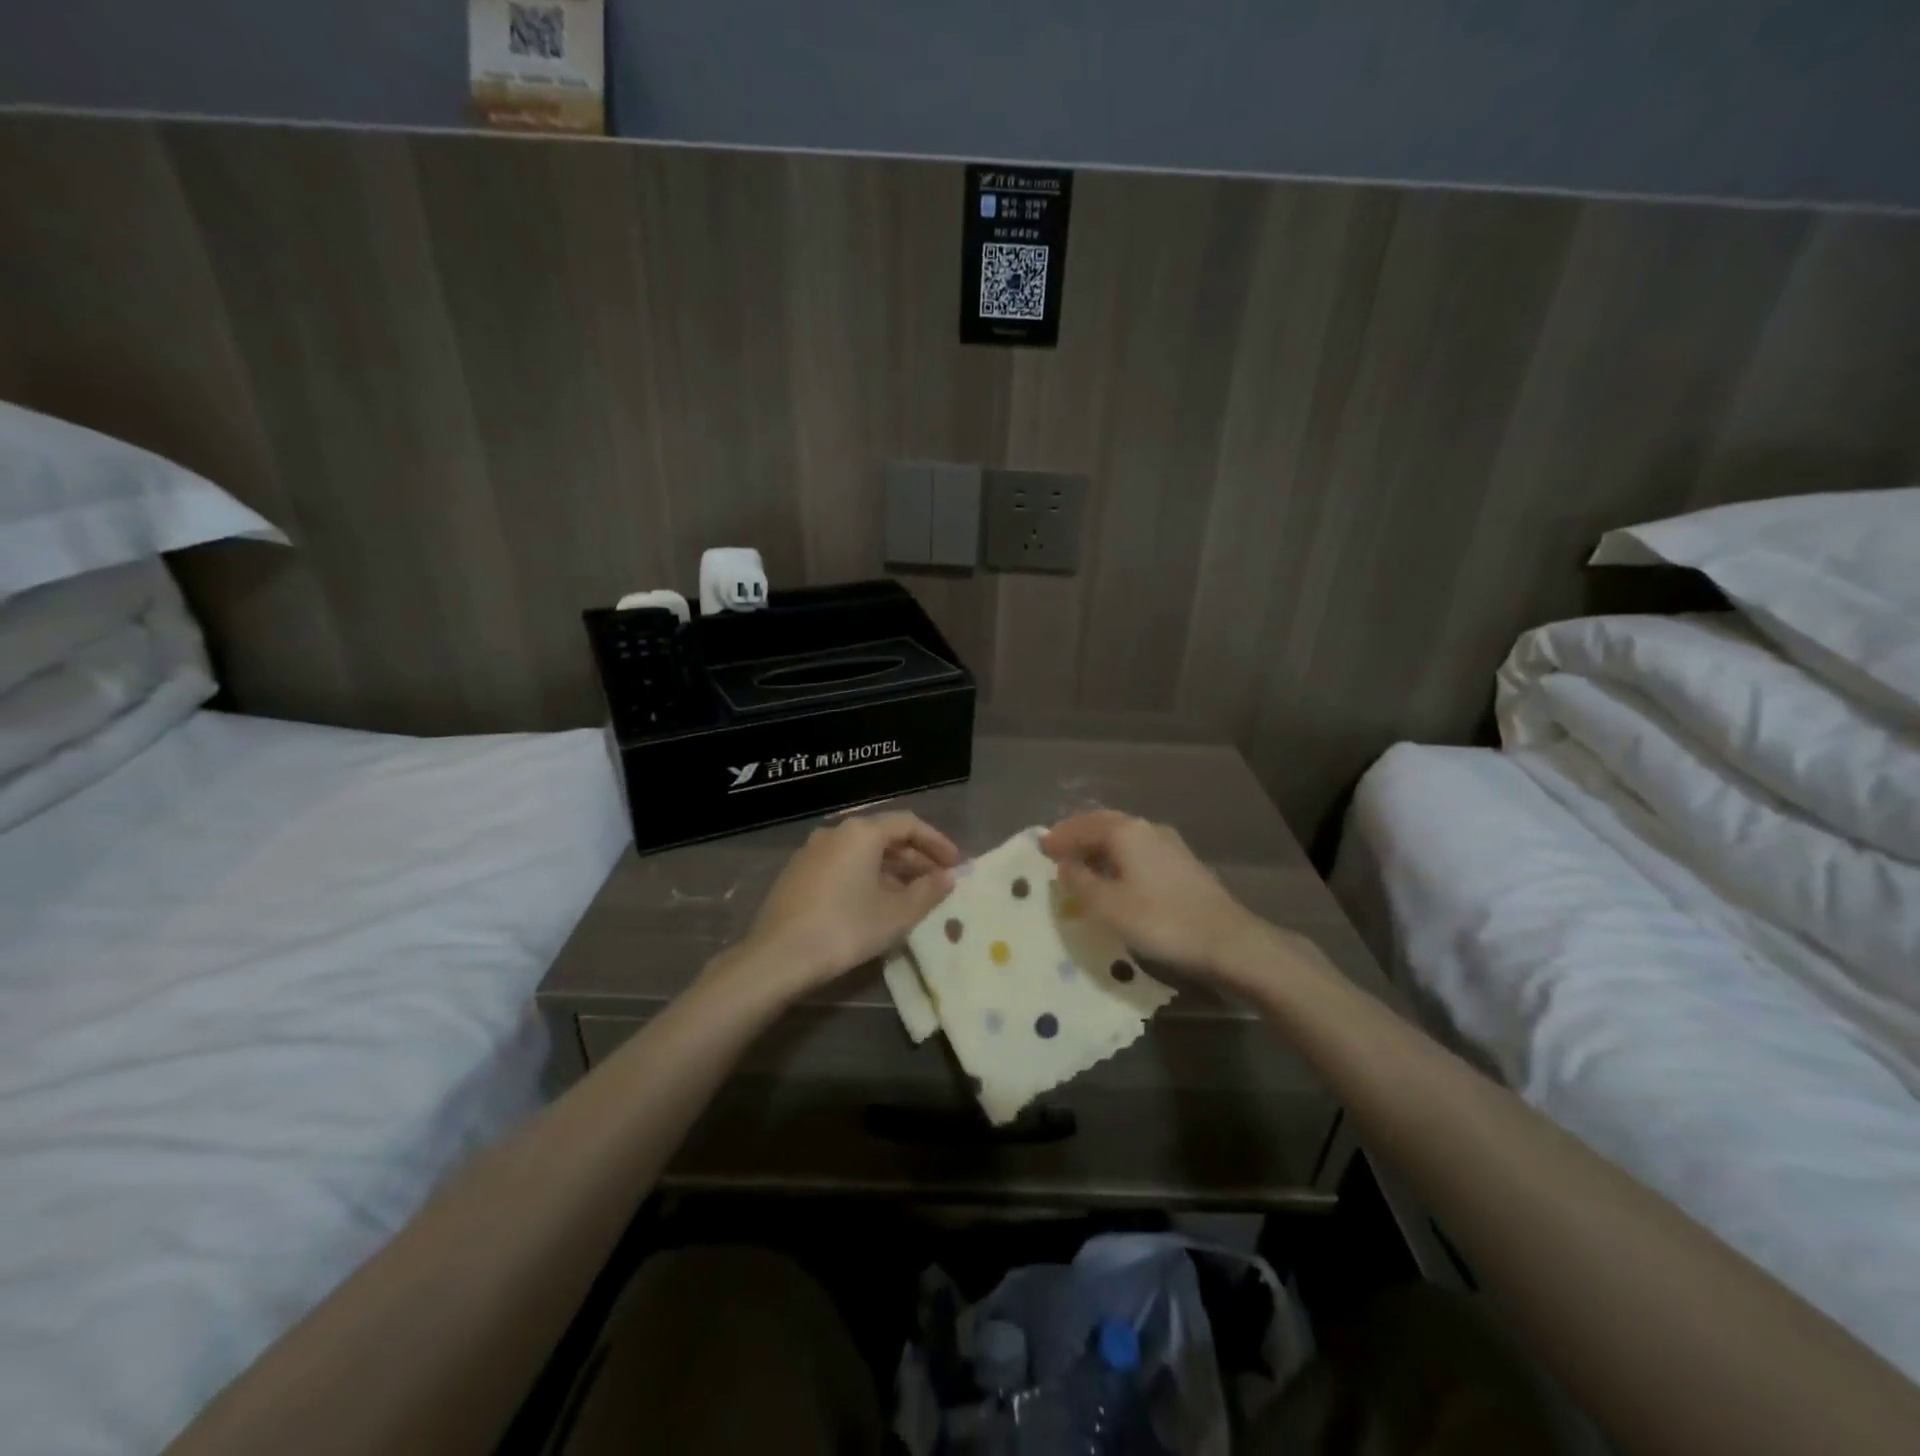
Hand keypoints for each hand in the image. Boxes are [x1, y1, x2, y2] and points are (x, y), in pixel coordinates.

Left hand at [718, 811, 960, 1002]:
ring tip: (912, 895)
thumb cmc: (845, 928)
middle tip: (939, 881)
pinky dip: (866, 876)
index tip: (956, 865)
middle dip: (916, 858)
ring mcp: (812, 851)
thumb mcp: (896, 914)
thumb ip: (927, 892)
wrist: (778, 956)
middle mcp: (836, 832)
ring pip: (862, 852)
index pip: (909, 824)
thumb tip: (947, 878)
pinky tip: (876, 903)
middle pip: (885, 836)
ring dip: (892, 869)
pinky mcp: (798, 873)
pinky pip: (843, 865)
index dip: (937, 843)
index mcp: (862, 832)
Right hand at [1041, 811, 1266, 980]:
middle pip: (1103, 824)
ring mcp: (1168, 844)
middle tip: (1056, 851)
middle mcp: (1146, 828)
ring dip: (1098, 846)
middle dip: (1078, 835)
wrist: (1228, 941)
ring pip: (1122, 836)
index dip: (1059, 837)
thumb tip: (1065, 865)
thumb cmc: (1161, 921)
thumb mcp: (1107, 906)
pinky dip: (1116, 856)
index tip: (1039, 848)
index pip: (1082, 825)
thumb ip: (1080, 882)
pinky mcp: (1181, 863)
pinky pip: (1137, 850)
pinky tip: (1114, 876)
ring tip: (1080, 865)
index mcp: (1125, 831)